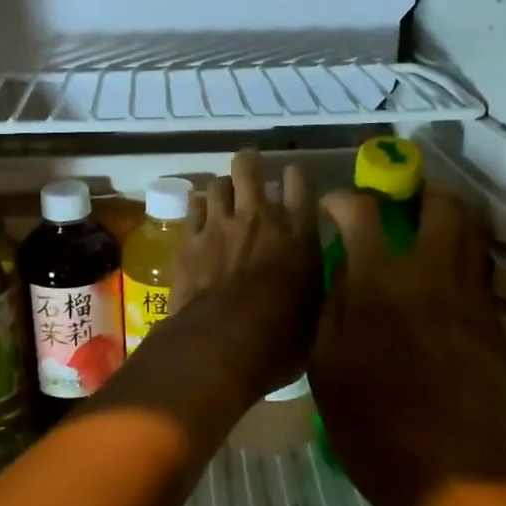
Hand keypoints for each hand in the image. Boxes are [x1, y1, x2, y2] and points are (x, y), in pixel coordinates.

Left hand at [167, 150, 320, 399]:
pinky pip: (193, 207)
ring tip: (223, 195)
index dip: (295, 175)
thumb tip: (313, 276)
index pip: (300, 183)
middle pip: (249, 169)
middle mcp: (259, 218)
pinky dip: (199, 207)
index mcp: (298, 234)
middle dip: (249, 163)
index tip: (292, 177)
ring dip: (221, 187)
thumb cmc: (279, 338)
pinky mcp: (190, 239)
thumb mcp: (315, 311)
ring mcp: (220, 224)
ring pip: (216, 184)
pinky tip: (201, 215)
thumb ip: (314, 283)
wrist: (223, 342)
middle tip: (249, 168)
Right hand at [309, 187, 505, 505]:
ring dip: (448, 219)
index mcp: (378, 284)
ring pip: (472, 232)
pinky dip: (462, 258)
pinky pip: (480, 271)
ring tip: (428, 229)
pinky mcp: (491, 322)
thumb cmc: (369, 422)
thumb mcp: (325, 363)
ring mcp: (467, 297)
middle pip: (440, 206)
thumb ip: (333, 304)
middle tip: (401, 203)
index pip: (363, 214)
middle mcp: (429, 276)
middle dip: (419, 192)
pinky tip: (443, 278)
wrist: (445, 472)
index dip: (344, 201)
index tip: (334, 207)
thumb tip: (344, 267)